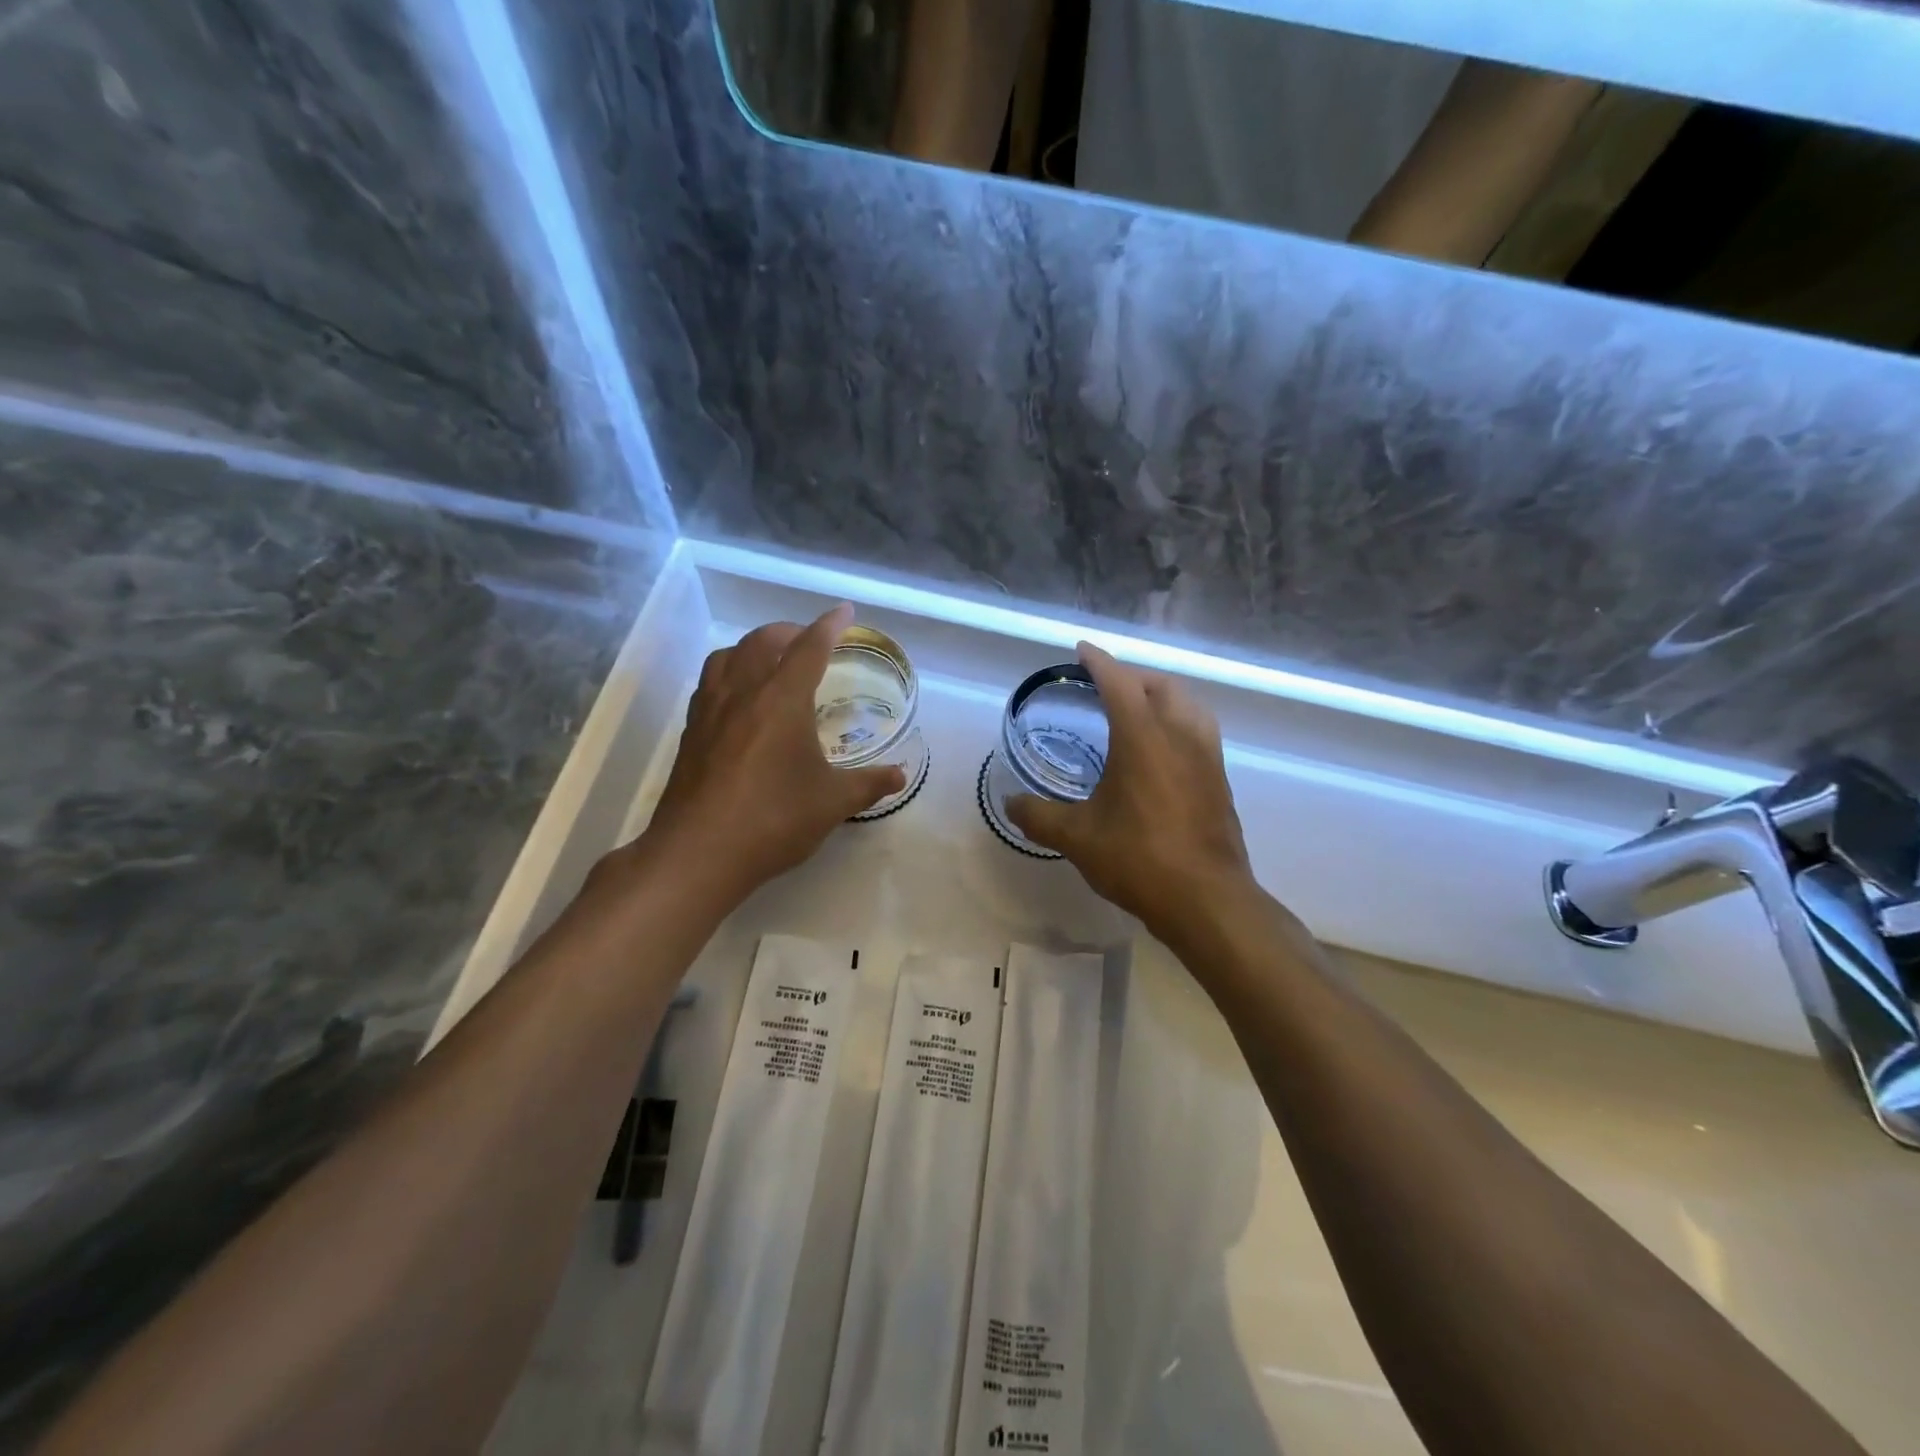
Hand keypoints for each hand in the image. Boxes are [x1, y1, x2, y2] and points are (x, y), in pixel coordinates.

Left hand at [644, 605, 905, 897]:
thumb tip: (899, 775)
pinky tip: (738, 699)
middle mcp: (743, 693)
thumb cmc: (774, 819)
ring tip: (769, 661)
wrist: (699, 853)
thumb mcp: (832, 803)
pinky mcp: (690, 733)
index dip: (829, 626)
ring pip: (728, 657)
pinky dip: (729, 673)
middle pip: (763, 641)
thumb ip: (868, 784)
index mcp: (782, 699)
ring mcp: (710, 711)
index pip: (809, 648)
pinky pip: (710, 683)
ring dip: (752, 647)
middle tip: (809, 641)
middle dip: (789, 631)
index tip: (844, 612)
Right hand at [1006, 644, 1254, 937]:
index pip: (1119, 682)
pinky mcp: (1220, 780)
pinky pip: (1199, 731)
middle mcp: (1180, 735)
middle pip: (1160, 685)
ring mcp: (1207, 757)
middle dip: (1132, 676)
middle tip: (1105, 684)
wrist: (1206, 899)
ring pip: (1188, 705)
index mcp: (1143, 737)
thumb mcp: (1077, 838)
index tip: (1082, 650)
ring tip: (1137, 709)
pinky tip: (1162, 749)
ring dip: (1161, 695)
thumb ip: (1038, 816)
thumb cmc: (1138, 859)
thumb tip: (1010, 804)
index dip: (1098, 662)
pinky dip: (1178, 721)